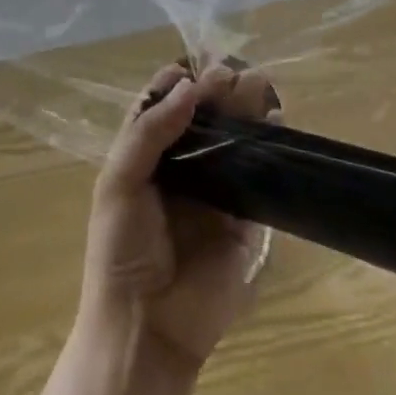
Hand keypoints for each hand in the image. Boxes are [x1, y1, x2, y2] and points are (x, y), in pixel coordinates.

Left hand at [78, 63, 277, 371]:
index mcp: (147, 158)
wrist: (146, 328)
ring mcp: (216, 195)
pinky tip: (276, 124)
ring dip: (246, 112)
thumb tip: (187, 85)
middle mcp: (182, 170)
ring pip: (234, 142)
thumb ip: (148, 131)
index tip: (197, 66)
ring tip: (260, 85)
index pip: (164, 109)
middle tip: (235, 74)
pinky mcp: (246, 221)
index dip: (179, 84)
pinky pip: (260, 178)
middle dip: (219, 92)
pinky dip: (270, 149)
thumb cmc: (121, 250)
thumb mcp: (119, 182)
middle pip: (204, 120)